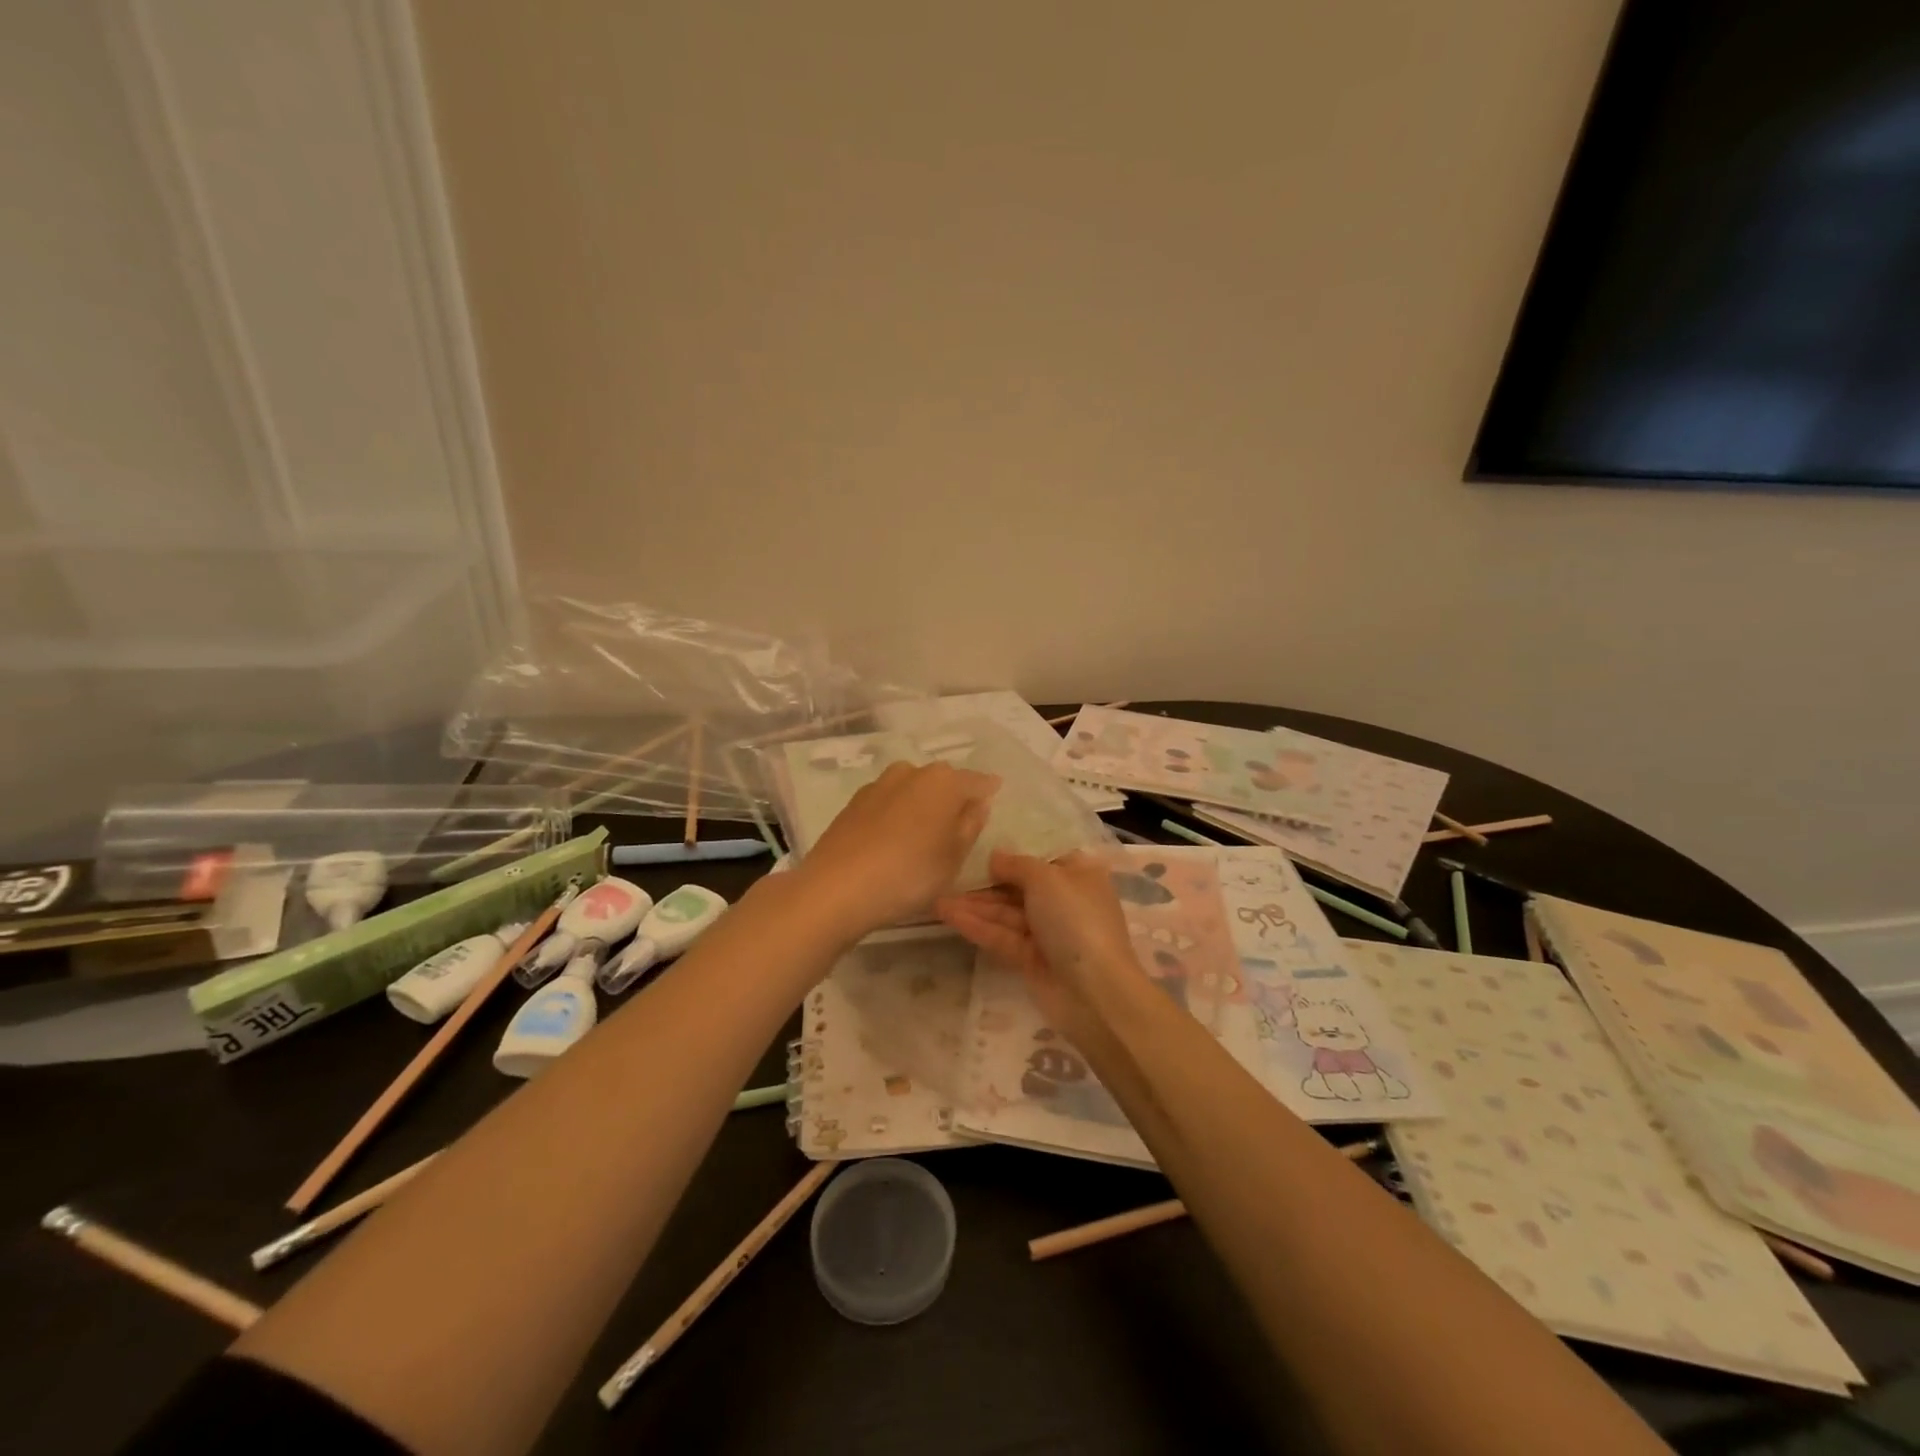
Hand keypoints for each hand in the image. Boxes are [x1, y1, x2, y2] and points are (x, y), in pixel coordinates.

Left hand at [791, 761, 998, 939]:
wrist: (836, 887)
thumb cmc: (909, 874)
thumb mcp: (953, 858)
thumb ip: (970, 826)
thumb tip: (977, 804)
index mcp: (943, 782)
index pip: (976, 781)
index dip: (987, 790)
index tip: (994, 796)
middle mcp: (912, 772)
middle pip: (942, 780)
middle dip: (953, 795)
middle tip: (960, 821)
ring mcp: (879, 785)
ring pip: (912, 787)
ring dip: (923, 802)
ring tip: (926, 831)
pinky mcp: (855, 802)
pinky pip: (889, 801)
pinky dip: (898, 812)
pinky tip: (895, 836)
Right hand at [936, 848, 1142, 1044]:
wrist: (1094, 992)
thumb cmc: (1076, 920)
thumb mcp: (1047, 879)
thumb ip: (1016, 865)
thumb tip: (995, 857)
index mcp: (1079, 875)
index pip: (1042, 858)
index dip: (1013, 851)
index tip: (979, 844)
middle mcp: (1064, 900)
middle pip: (1019, 886)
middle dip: (986, 882)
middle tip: (949, 874)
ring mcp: (1047, 932)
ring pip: (1006, 913)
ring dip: (975, 905)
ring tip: (938, 899)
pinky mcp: (1031, 959)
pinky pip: (1001, 936)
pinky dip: (977, 926)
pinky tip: (948, 916)